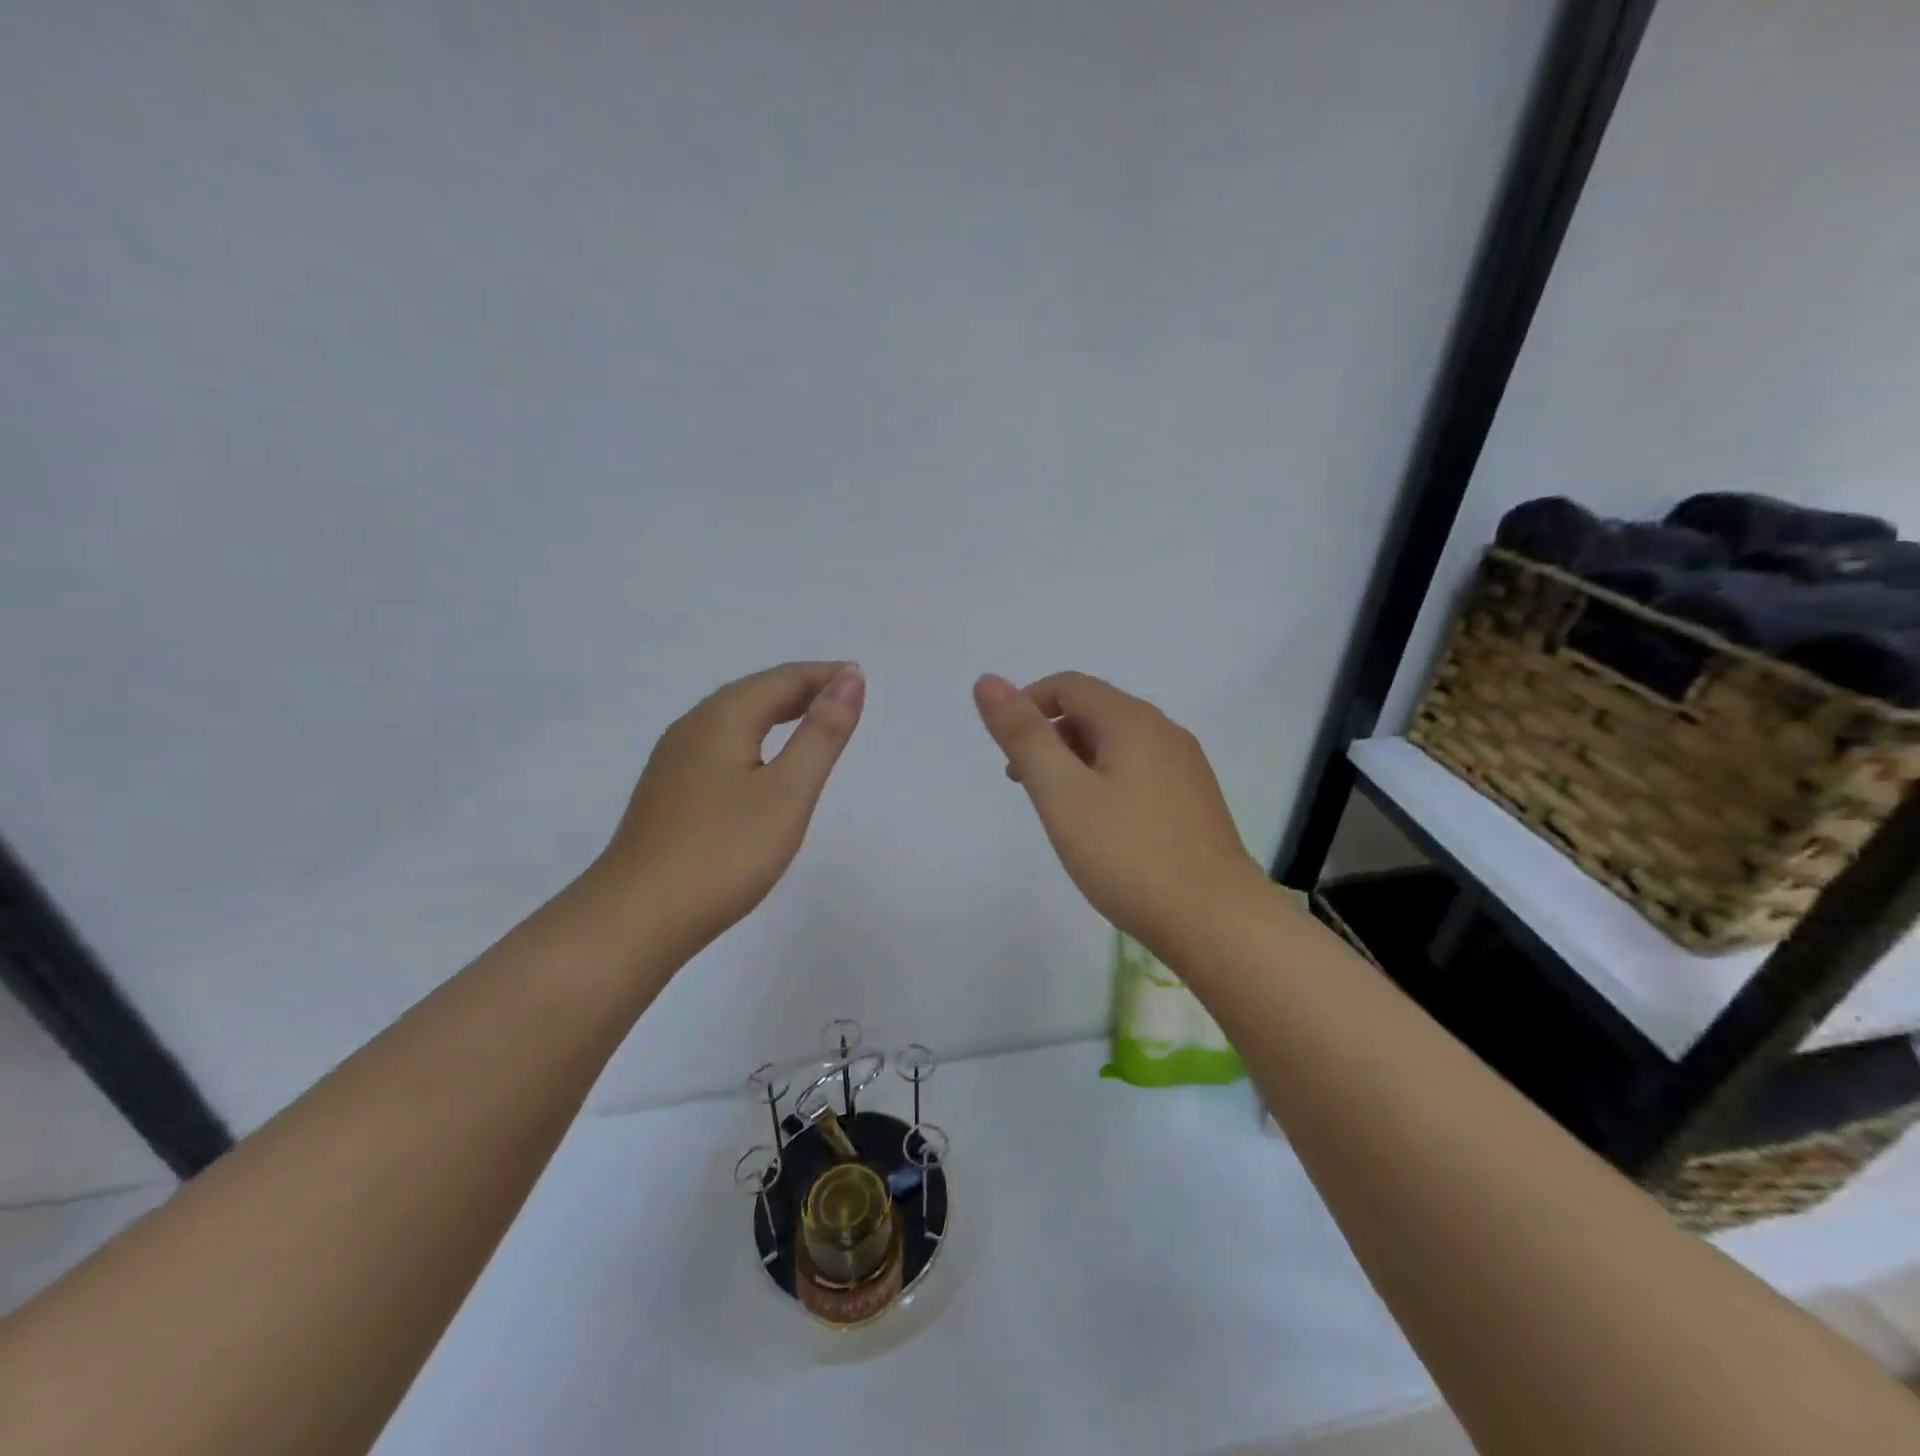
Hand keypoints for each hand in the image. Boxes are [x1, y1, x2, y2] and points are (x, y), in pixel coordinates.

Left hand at [597, 662, 864, 956]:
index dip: (824, 676)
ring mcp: (673, 761)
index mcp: (722, 718)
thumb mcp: (788, 792)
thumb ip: (821, 733)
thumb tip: (850, 678)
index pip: (781, 679)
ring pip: (733, 719)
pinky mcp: (667, 791)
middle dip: (801, 690)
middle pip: (754, 693)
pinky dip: (754, 739)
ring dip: (776, 712)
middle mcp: (692, 727)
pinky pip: (719, 745)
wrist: (636, 918)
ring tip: (811, 723)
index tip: (859, 680)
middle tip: (844, 700)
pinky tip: (761, 765)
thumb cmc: (723, 852)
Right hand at [973, 671, 1263, 949]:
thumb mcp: (1062, 793)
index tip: (1004, 750)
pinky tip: (1101, 827)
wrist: (1216, 920)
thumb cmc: (1129, 855)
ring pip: (1116, 744)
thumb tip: (988, 681)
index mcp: (1132, 720)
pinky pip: (1138, 771)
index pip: (1068, 685)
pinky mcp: (1194, 800)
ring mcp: (1185, 767)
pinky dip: (1105, 781)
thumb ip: (1023, 736)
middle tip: (1023, 785)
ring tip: (1058, 810)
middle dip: (1049, 737)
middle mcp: (1164, 732)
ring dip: (1075, 761)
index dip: (1027, 704)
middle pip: (1093, 712)